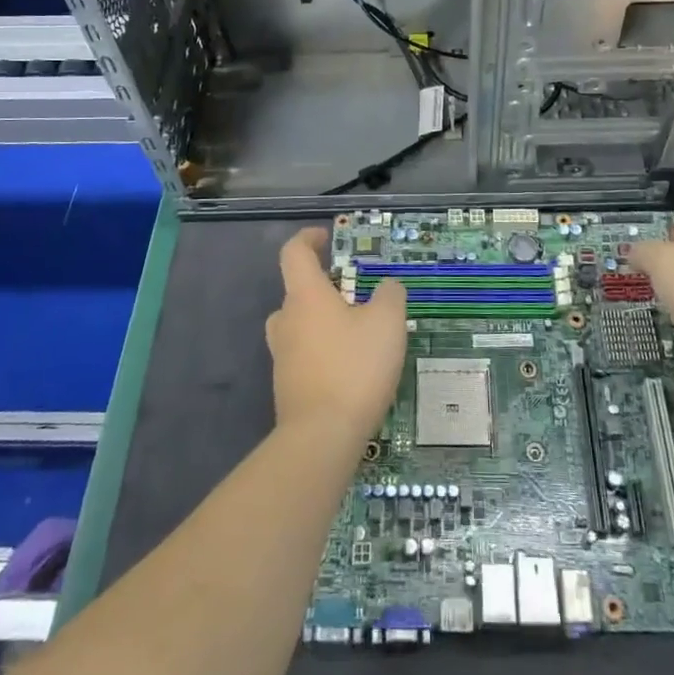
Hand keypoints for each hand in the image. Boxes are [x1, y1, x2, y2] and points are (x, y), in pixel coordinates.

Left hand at [267, 229, 406, 444]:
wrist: (321, 436)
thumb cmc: (355, 367)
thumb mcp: (388, 323)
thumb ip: (391, 295)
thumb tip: (387, 287)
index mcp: (305, 296)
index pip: (294, 253)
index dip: (308, 238)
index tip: (327, 238)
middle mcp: (286, 320)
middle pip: (298, 291)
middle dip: (325, 288)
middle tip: (357, 297)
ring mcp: (282, 356)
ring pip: (300, 326)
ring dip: (324, 323)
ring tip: (358, 335)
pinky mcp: (287, 387)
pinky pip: (305, 356)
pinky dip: (324, 353)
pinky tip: (352, 370)